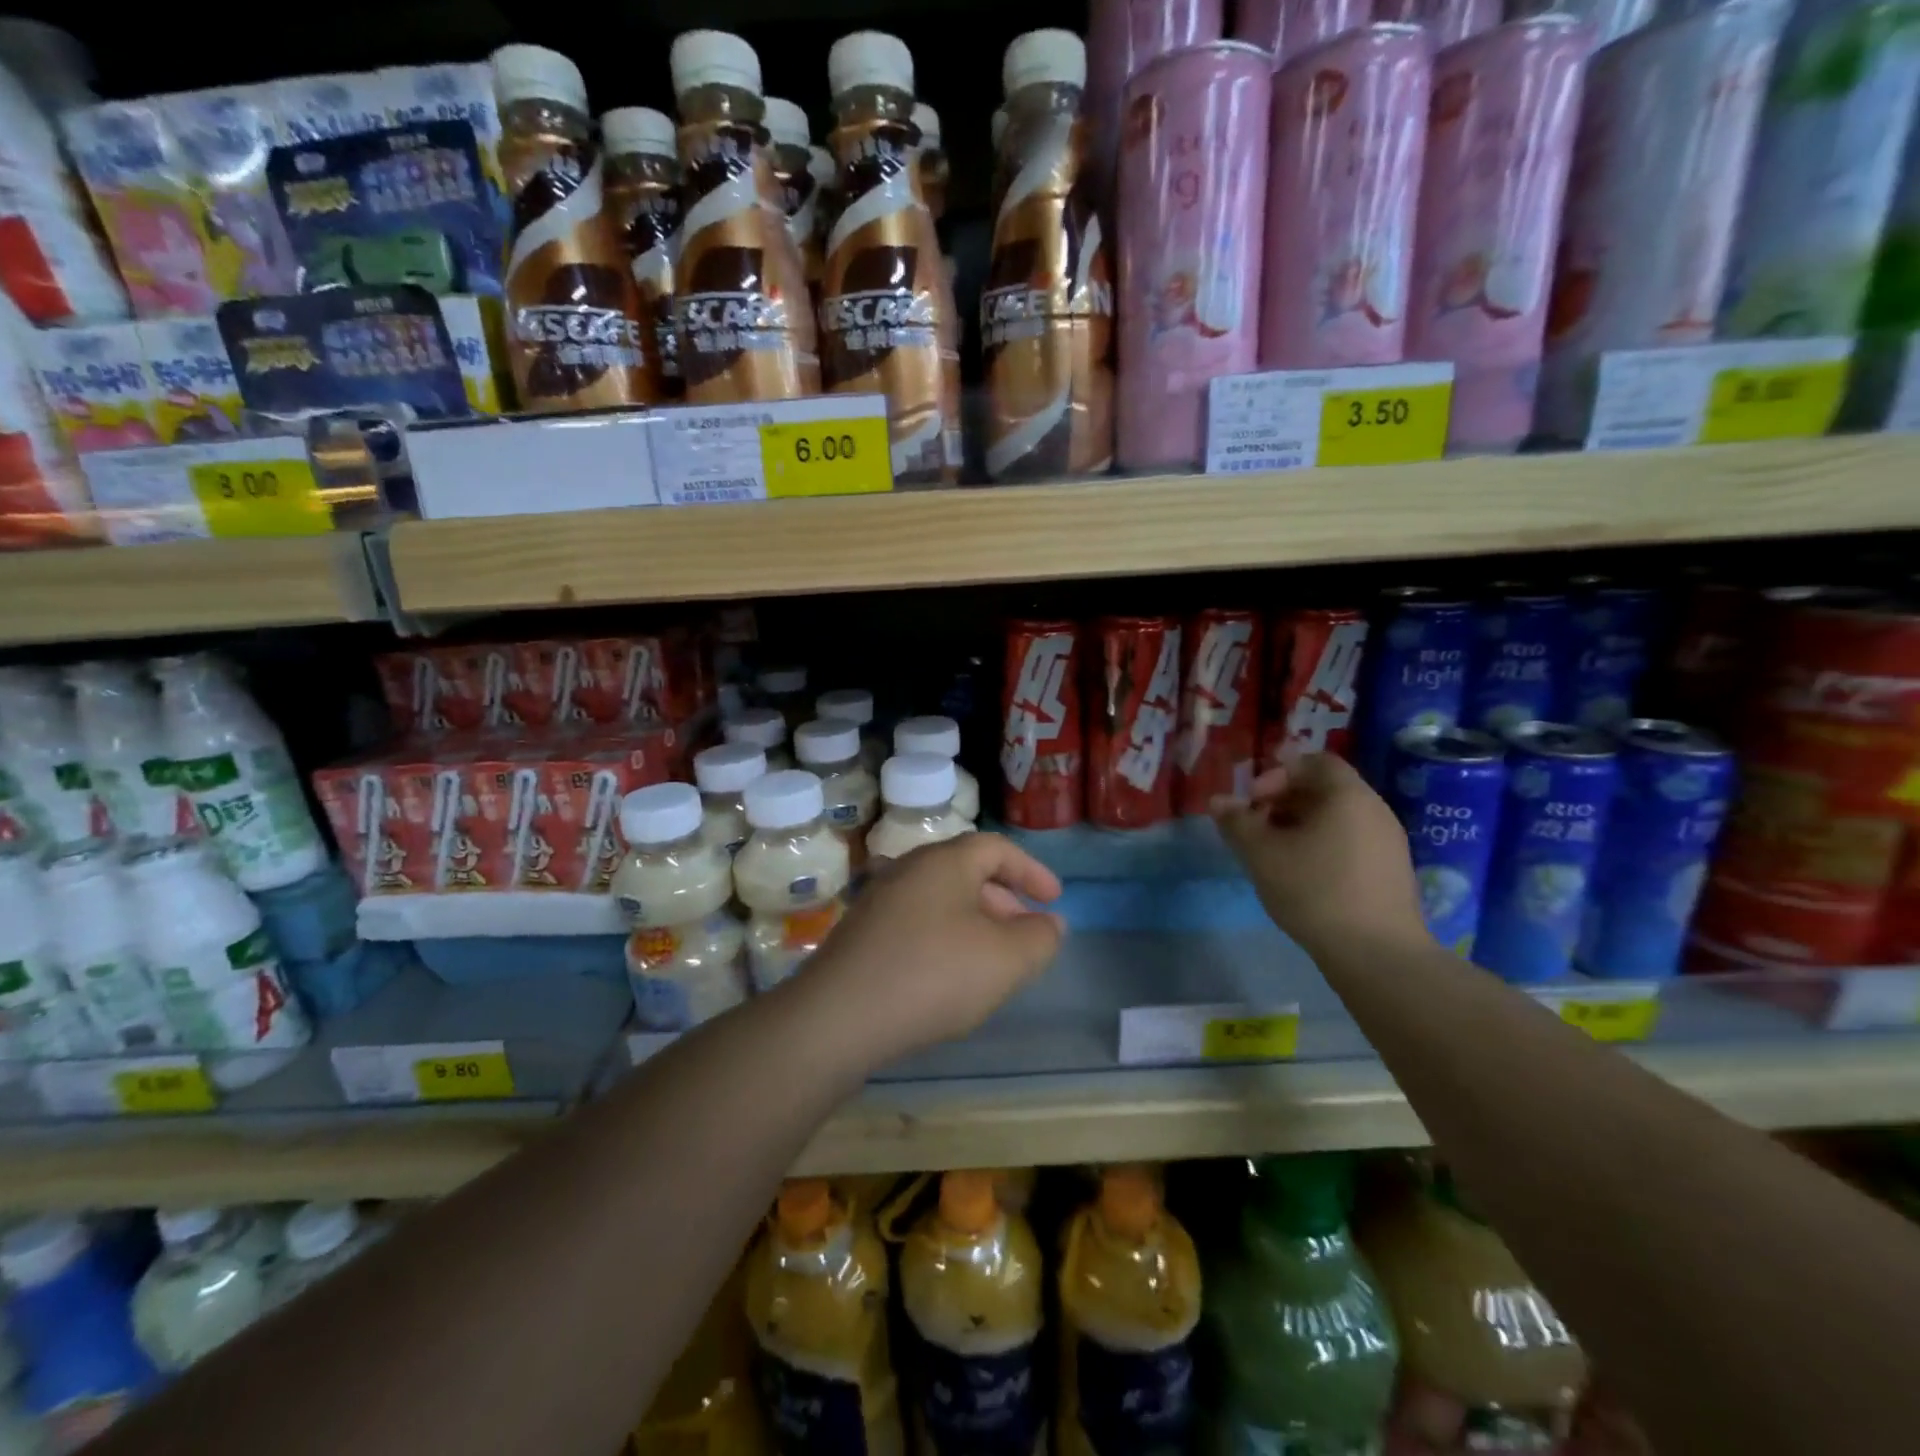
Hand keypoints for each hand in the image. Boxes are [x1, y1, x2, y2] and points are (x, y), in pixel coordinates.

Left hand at [802, 833, 1065, 1064]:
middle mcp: (908, 869)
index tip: (1054, 900)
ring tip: (992, 960)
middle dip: (1004, 900)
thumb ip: (1039, 938)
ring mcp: (878, 900)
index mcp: (944, 861)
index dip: (1031, 871)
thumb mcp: (1005, 960)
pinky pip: (915, 923)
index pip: (996, 848)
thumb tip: (1050, 923)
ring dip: (974, 922)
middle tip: (1026, 933)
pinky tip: (947, 977)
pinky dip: (944, 938)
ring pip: (940, 900)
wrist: (837, 1017)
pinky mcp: (860, 934)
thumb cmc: (932, 975)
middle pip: (966, 872)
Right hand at [1212, 752, 1425, 961]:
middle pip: (1324, 789)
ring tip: (1275, 855)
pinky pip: (1351, 842)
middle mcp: (1374, 809)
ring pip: (1337, 818)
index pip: (1314, 762)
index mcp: (1347, 795)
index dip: (1277, 774)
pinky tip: (1303, 877)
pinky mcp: (1391, 871)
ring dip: (1301, 827)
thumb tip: (1219, 801)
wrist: (1377, 953)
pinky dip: (1322, 846)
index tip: (1253, 802)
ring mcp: (1388, 842)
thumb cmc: (1314, 890)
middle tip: (1257, 829)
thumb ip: (1237, 822)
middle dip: (1284, 802)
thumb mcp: (1261, 854)